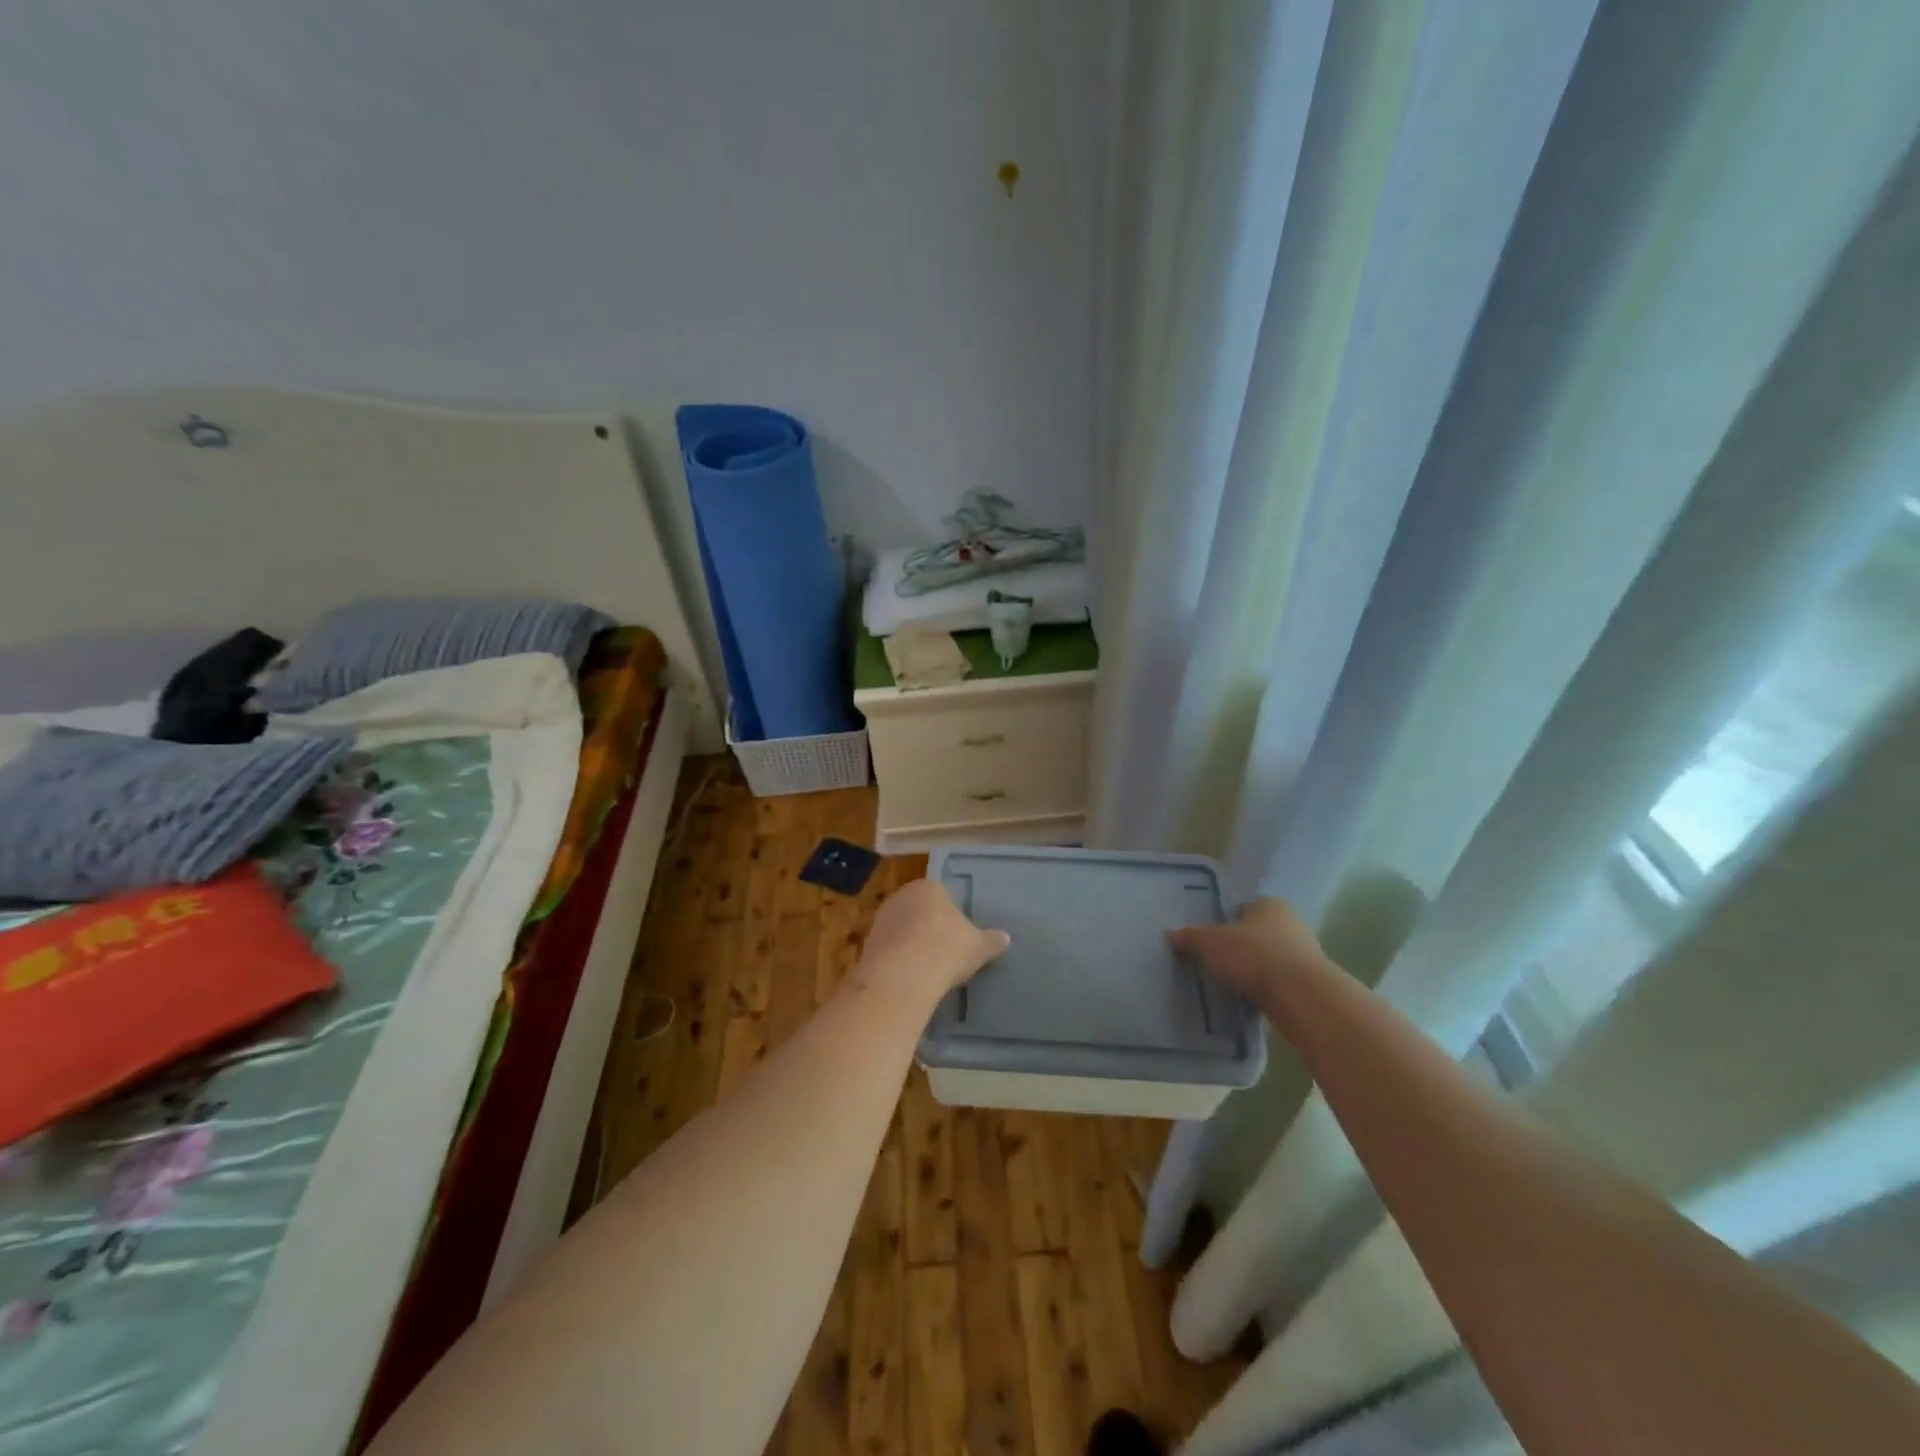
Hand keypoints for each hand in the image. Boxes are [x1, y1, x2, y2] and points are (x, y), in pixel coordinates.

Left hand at [857, 878, 1010, 996]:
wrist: (903, 975)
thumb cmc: (946, 949)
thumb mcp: (978, 947)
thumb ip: (992, 941)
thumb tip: (1006, 938)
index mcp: (929, 887)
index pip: (942, 895)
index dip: (951, 915)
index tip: (959, 935)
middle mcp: (901, 896)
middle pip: (919, 911)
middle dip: (929, 928)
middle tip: (944, 952)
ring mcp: (881, 919)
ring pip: (902, 930)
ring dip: (911, 945)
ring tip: (928, 969)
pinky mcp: (867, 945)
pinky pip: (890, 950)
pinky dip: (898, 961)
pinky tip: (910, 978)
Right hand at [1168, 897, 1325, 1008]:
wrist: (1300, 996)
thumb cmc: (1253, 955)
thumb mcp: (1210, 943)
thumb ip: (1190, 937)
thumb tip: (1172, 934)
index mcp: (1269, 904)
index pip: (1242, 908)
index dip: (1224, 922)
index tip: (1210, 940)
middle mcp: (1292, 923)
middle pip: (1257, 934)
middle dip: (1240, 947)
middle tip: (1217, 963)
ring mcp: (1306, 954)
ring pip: (1270, 959)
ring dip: (1254, 971)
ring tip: (1230, 985)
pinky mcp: (1312, 983)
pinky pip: (1280, 983)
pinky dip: (1266, 990)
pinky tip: (1250, 1001)